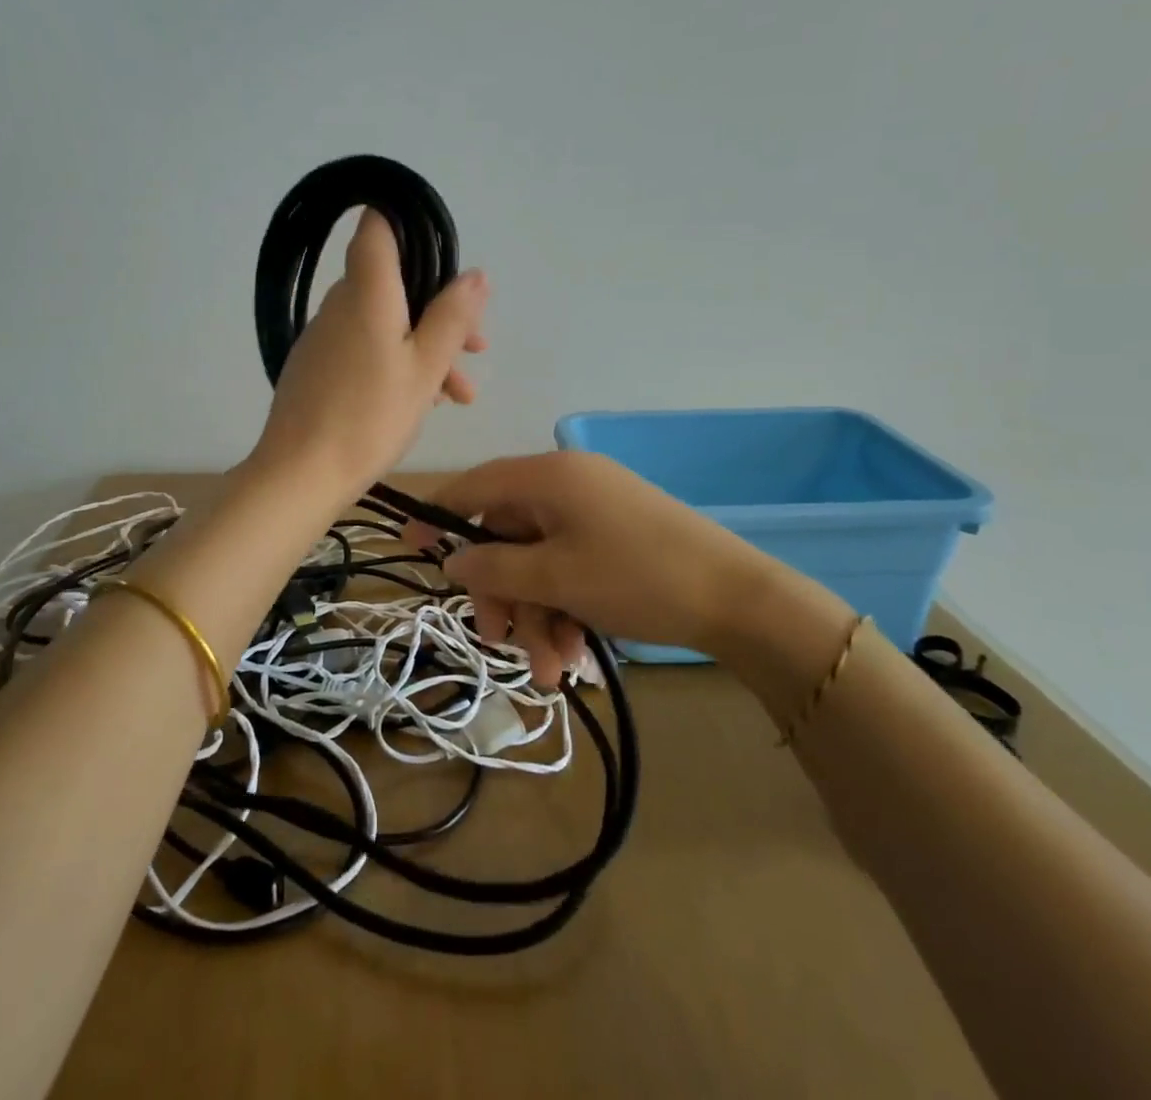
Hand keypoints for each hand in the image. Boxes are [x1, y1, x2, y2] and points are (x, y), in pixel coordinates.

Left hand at [248, 210, 488, 499]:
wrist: (300, 474)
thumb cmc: (370, 417)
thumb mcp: (425, 367)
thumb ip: (451, 317)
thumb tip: (475, 274)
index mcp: (366, 292)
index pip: (377, 227)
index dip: (408, 225)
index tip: (442, 256)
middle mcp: (339, 304)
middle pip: (392, 283)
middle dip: (438, 310)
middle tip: (474, 349)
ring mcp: (323, 336)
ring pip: (383, 322)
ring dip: (424, 347)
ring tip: (458, 395)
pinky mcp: (315, 366)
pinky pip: (363, 347)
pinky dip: (395, 362)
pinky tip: (421, 401)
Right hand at [425, 452, 852, 687]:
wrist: (741, 601)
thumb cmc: (637, 578)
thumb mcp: (556, 578)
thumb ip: (494, 569)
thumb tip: (452, 561)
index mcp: (550, 476)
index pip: (476, 485)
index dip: (439, 513)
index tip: (409, 543)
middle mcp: (569, 485)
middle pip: (508, 536)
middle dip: (504, 596)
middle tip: (499, 644)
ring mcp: (596, 513)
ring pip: (540, 563)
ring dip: (537, 616)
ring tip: (552, 673)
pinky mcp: (617, 539)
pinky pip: (571, 569)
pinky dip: (565, 609)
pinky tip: (574, 656)